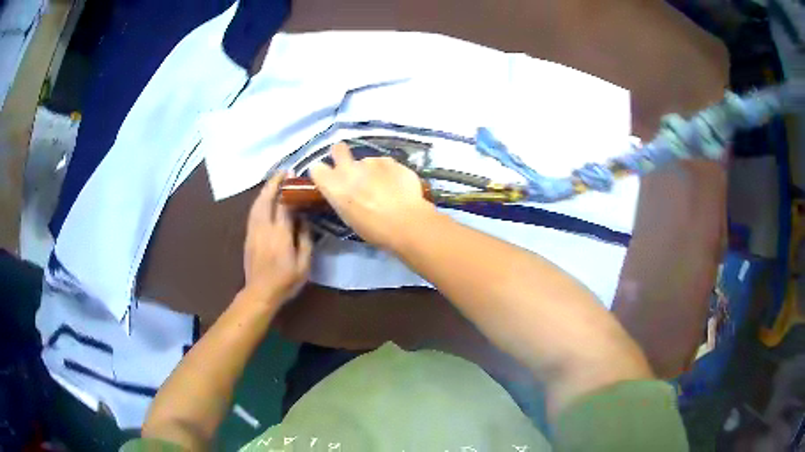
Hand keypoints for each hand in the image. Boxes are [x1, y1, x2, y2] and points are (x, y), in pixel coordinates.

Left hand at [243, 172, 312, 305]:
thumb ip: (305, 240)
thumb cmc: (285, 281)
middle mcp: (264, 228)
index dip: (289, 189)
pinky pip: (253, 212)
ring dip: (265, 190)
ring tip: (274, 181)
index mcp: (280, 234)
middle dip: (273, 183)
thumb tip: (305, 220)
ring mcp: (253, 231)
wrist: (260, 293)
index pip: (283, 204)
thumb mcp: (304, 265)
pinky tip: (264, 199)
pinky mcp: (248, 236)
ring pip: (257, 204)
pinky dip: (259, 201)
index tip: (296, 177)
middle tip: (283, 172)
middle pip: (266, 199)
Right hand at [310, 142, 435, 249]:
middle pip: (338, 149)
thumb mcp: (348, 217)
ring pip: (367, 160)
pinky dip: (389, 172)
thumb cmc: (374, 229)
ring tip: (384, 186)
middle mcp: (349, 169)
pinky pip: (386, 164)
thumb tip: (346, 192)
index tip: (330, 178)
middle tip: (350, 167)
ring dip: (372, 170)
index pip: (317, 169)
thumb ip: (343, 198)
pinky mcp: (391, 160)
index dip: (323, 172)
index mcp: (334, 186)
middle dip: (341, 154)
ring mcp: (371, 161)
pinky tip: (397, 186)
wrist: (405, 222)